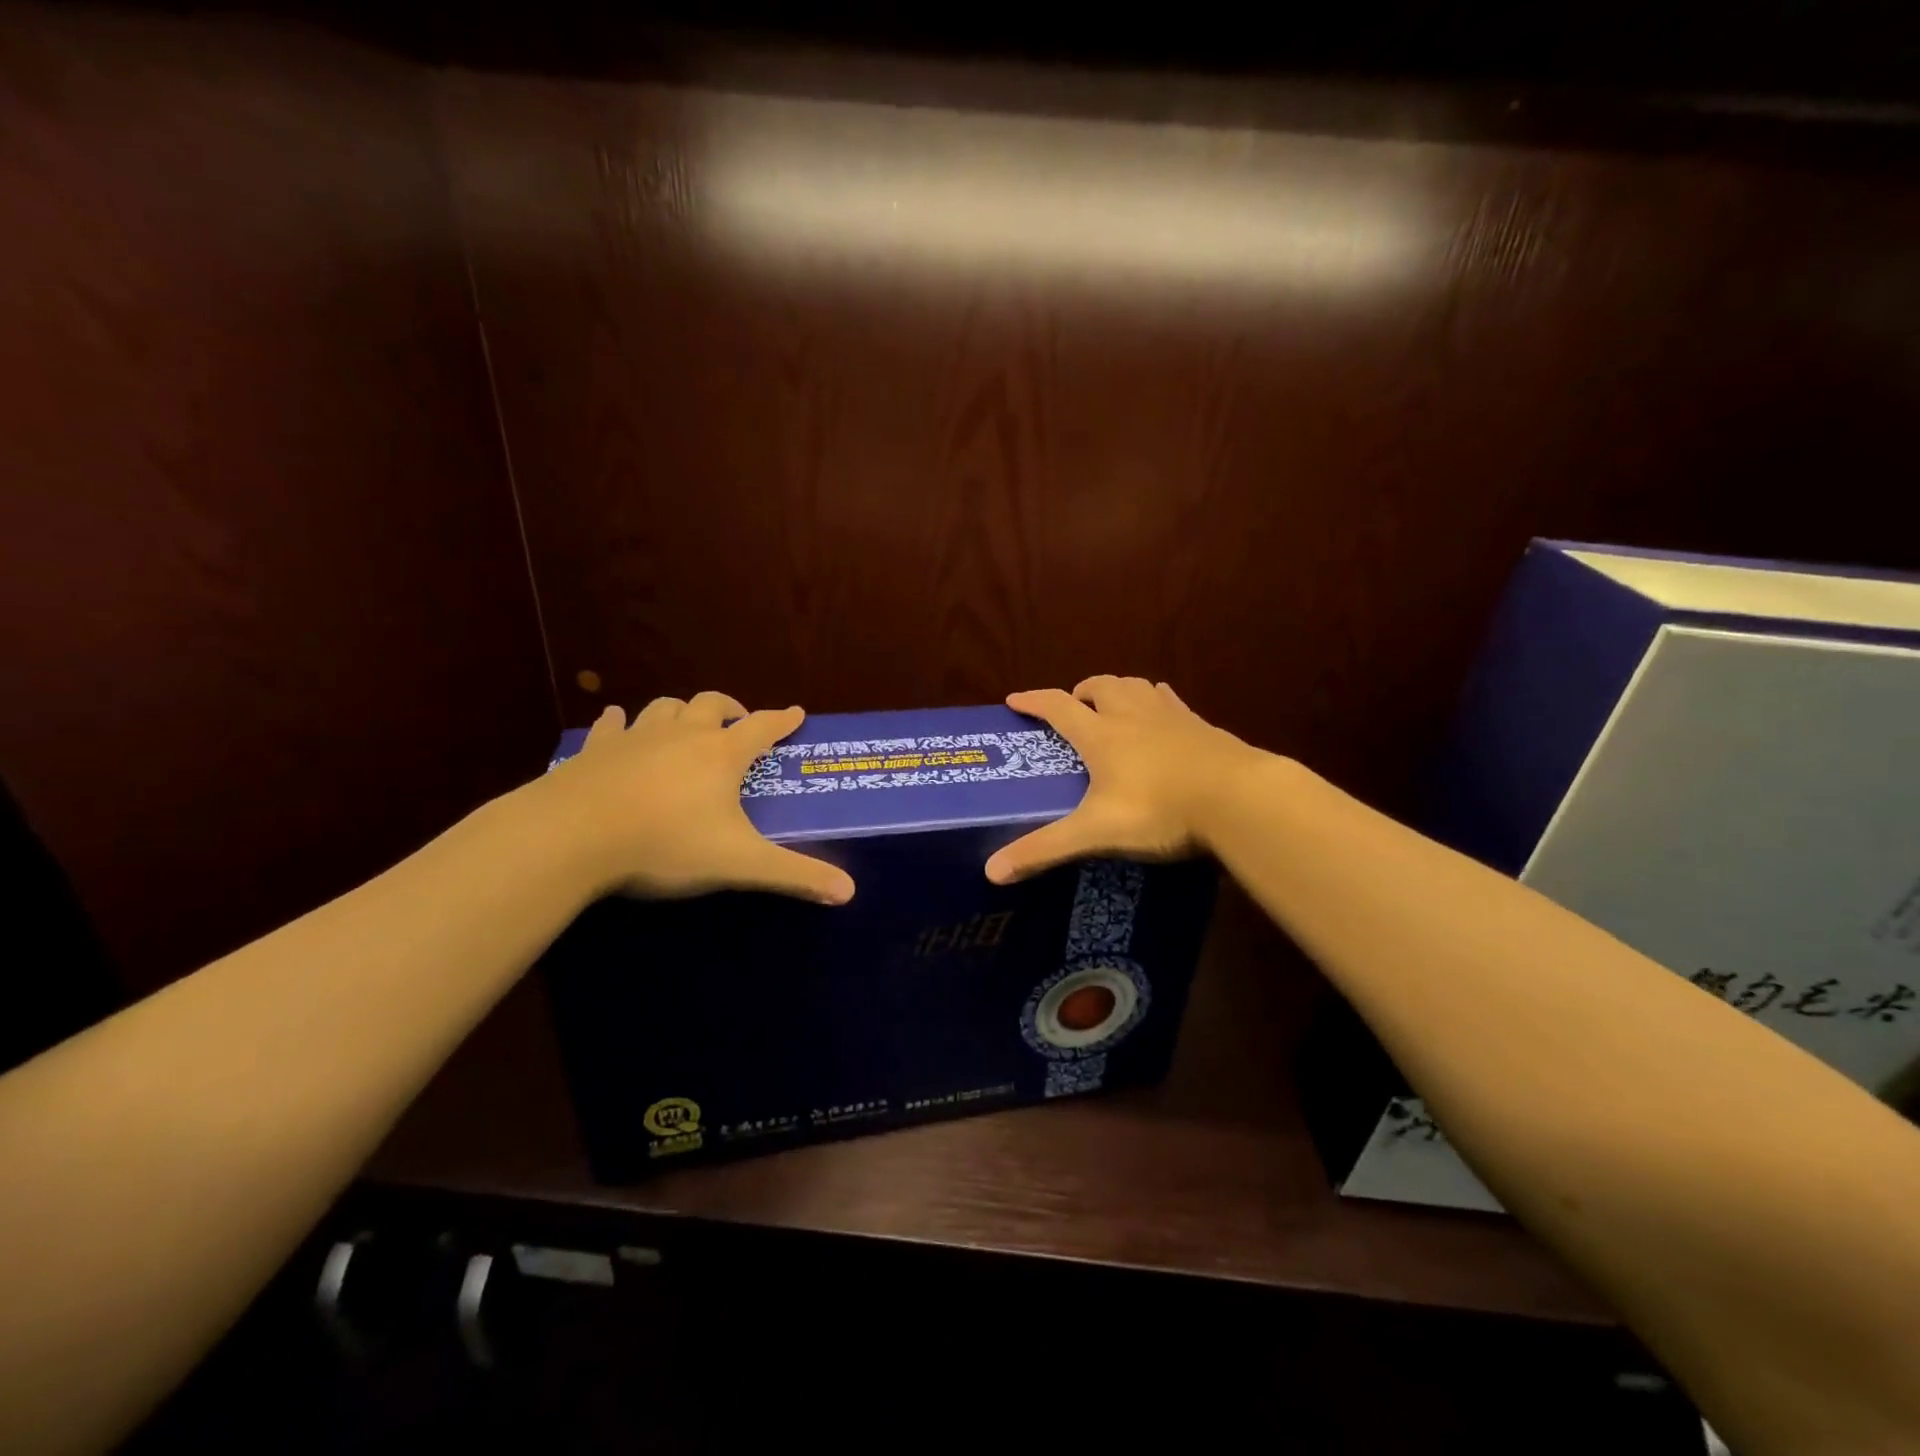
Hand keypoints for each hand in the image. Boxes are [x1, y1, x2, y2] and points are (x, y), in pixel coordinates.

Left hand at [537, 692, 854, 904]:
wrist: (573, 836)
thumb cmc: (665, 843)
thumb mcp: (738, 863)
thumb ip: (794, 875)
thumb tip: (849, 892)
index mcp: (720, 755)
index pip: (762, 727)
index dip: (782, 720)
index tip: (796, 713)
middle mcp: (682, 736)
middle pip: (711, 704)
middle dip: (730, 708)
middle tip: (738, 720)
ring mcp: (636, 738)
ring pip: (665, 708)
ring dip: (681, 710)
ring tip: (686, 723)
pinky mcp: (596, 751)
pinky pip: (611, 725)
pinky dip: (619, 722)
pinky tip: (617, 722)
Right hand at [985, 676, 1270, 884]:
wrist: (1240, 799)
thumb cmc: (1160, 811)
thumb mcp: (1096, 833)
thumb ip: (1045, 850)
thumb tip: (991, 872)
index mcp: (1102, 735)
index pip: (1058, 706)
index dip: (1034, 701)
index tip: (1014, 701)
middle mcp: (1133, 716)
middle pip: (1101, 686)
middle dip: (1081, 691)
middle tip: (1074, 709)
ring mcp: (1172, 717)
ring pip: (1137, 686)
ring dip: (1118, 690)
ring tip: (1113, 707)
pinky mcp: (1203, 726)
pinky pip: (1171, 701)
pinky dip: (1156, 702)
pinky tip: (1162, 719)